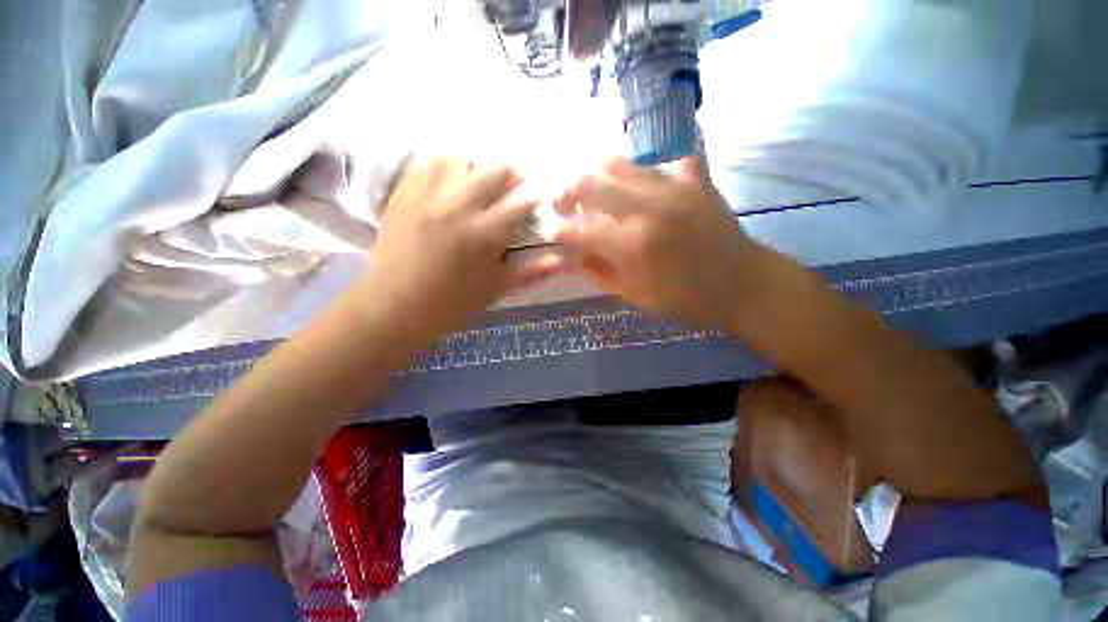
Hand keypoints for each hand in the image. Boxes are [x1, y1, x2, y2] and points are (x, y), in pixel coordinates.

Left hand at [350, 156, 564, 343]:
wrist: (391, 307)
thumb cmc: (450, 304)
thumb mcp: (495, 290)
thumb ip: (531, 272)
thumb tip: (563, 260)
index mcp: (483, 234)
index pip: (520, 202)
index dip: (534, 196)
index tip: (539, 197)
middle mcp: (457, 206)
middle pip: (494, 169)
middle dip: (510, 176)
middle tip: (510, 191)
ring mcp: (426, 195)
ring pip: (458, 157)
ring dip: (475, 168)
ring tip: (476, 187)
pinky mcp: (402, 193)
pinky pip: (426, 162)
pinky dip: (444, 168)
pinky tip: (447, 186)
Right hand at [554, 156, 763, 329]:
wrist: (742, 286)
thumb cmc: (686, 300)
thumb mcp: (635, 296)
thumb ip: (599, 273)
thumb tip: (571, 256)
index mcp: (632, 245)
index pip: (580, 230)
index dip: (559, 230)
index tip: (551, 231)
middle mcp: (648, 209)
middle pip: (592, 184)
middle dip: (567, 191)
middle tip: (561, 201)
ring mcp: (675, 188)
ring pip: (622, 162)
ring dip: (596, 169)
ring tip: (588, 180)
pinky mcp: (697, 179)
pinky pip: (673, 150)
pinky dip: (655, 154)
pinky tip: (641, 161)